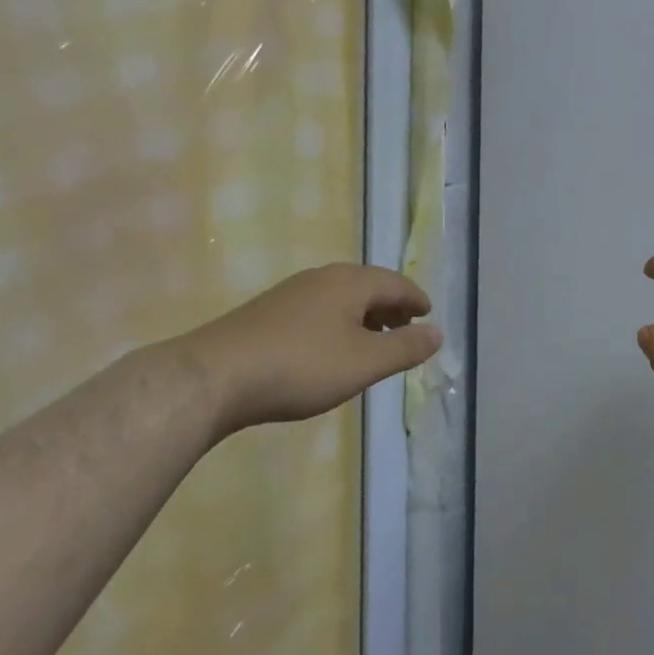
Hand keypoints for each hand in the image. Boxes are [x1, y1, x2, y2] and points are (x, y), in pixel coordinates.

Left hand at [168, 263, 442, 433]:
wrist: (214, 376)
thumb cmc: (302, 366)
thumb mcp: (364, 363)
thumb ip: (405, 347)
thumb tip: (438, 333)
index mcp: (350, 282)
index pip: (396, 283)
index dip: (416, 299)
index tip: (428, 315)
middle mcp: (323, 277)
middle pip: (368, 286)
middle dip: (391, 306)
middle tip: (406, 328)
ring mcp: (291, 293)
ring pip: (341, 298)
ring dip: (364, 316)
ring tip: (373, 342)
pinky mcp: (267, 313)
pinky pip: (318, 310)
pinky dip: (338, 323)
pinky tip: (331, 349)